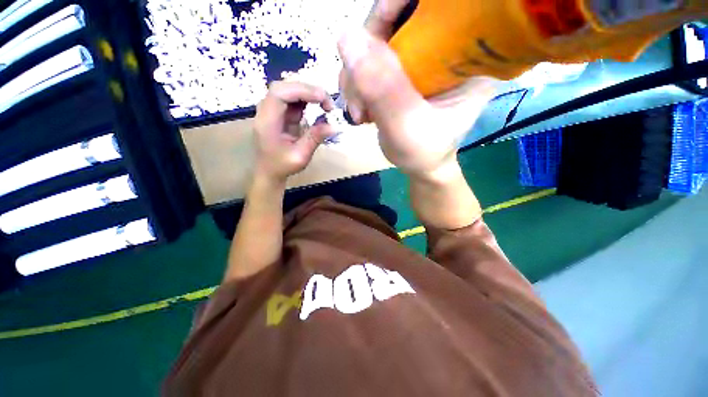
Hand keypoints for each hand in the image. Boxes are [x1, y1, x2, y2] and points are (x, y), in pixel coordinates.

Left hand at [253, 81, 334, 183]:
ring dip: (309, 94)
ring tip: (326, 105)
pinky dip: (307, 99)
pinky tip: (318, 106)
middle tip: (328, 104)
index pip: (280, 93)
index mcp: (267, 121)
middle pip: (284, 87)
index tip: (322, 98)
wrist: (269, 171)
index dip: (302, 90)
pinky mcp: (280, 112)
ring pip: (289, 90)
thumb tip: (334, 126)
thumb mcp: (300, 156)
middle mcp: (267, 110)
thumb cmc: (282, 166)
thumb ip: (315, 138)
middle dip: (308, 90)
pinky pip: (293, 99)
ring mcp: (272, 110)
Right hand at [338, 0, 497, 178]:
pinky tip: (358, 107)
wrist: (420, 164)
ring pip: (377, 40)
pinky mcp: (403, 69)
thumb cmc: (423, 152)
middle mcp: (448, 47)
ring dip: (356, 74)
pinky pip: (369, 59)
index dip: (399, 6)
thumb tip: (347, 37)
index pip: (439, 5)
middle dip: (367, 54)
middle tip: (357, 96)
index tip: (373, 33)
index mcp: (470, 54)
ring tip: (358, 111)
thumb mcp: (407, 127)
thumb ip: (383, 89)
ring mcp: (422, 57)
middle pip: (398, 19)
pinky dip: (356, 81)